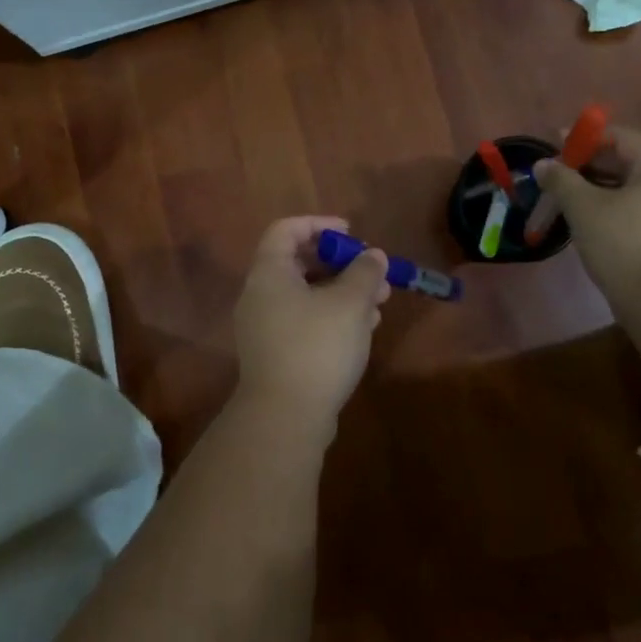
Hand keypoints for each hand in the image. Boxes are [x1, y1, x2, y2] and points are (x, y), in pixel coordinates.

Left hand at [233, 216, 389, 425]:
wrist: (285, 417)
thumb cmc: (316, 347)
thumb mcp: (349, 304)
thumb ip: (364, 273)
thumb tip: (373, 256)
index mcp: (269, 274)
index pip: (286, 230)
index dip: (318, 224)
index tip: (351, 233)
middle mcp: (260, 296)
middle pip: (299, 263)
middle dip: (341, 264)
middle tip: (373, 272)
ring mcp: (265, 328)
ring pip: (307, 296)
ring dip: (343, 293)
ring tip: (380, 303)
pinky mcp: (276, 354)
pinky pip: (305, 322)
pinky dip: (332, 317)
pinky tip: (364, 329)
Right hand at [532, 127, 640, 308]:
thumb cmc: (624, 244)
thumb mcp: (584, 208)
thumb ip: (561, 180)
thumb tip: (543, 164)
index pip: (619, 137)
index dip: (583, 139)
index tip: (553, 147)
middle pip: (628, 162)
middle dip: (588, 167)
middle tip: (556, 178)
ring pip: (634, 189)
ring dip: (600, 191)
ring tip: (569, 203)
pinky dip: (616, 210)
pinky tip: (593, 225)